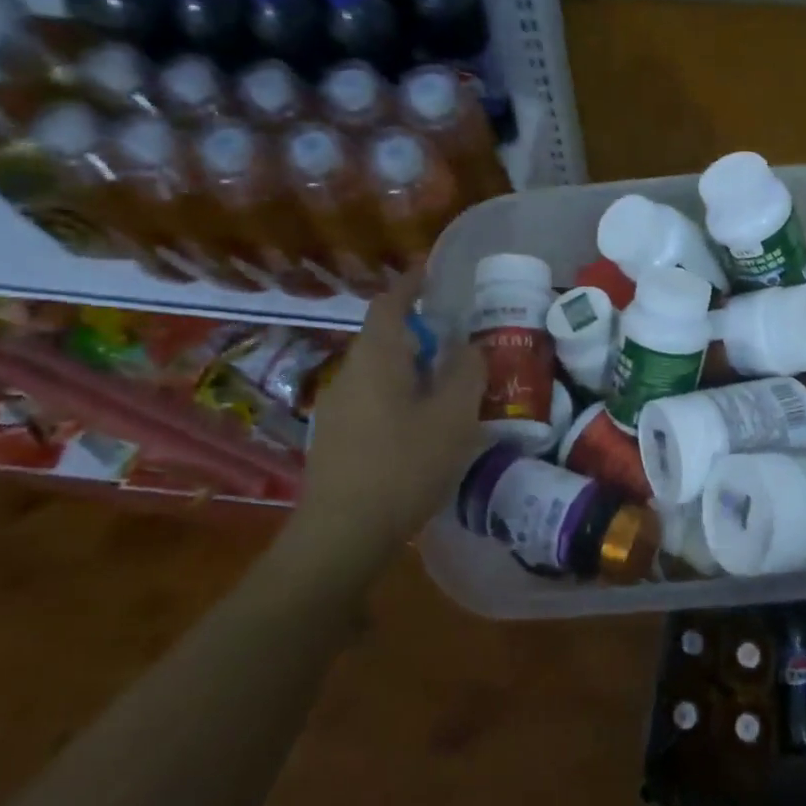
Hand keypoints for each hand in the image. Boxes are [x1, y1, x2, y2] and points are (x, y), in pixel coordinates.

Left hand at [302, 271, 486, 542]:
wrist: (343, 533)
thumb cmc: (404, 465)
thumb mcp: (452, 416)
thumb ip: (466, 372)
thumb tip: (469, 346)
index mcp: (377, 358)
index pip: (390, 303)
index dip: (412, 283)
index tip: (434, 273)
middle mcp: (350, 373)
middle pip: (385, 337)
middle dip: (421, 331)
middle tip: (460, 340)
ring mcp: (338, 407)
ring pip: (380, 371)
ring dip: (412, 367)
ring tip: (449, 384)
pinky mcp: (337, 437)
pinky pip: (373, 399)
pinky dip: (400, 395)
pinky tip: (423, 425)